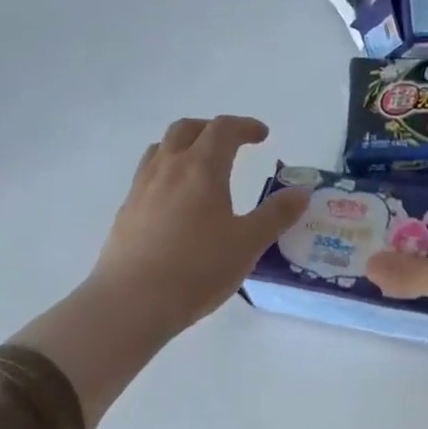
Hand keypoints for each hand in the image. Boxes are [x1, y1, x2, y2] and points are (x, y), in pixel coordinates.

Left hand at [92, 116, 309, 333]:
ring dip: (185, 146)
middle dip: (212, 129)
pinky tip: (178, 201)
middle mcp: (168, 169)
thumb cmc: (198, 268)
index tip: (263, 136)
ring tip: (202, 166)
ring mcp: (141, 188)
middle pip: (186, 129)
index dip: (245, 126)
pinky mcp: (126, 211)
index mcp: (201, 169)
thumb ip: (277, 215)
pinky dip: (168, 171)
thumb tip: (301, 192)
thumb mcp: (249, 243)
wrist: (131, 302)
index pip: (223, 129)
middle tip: (233, 143)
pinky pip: (148, 174)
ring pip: (161, 148)